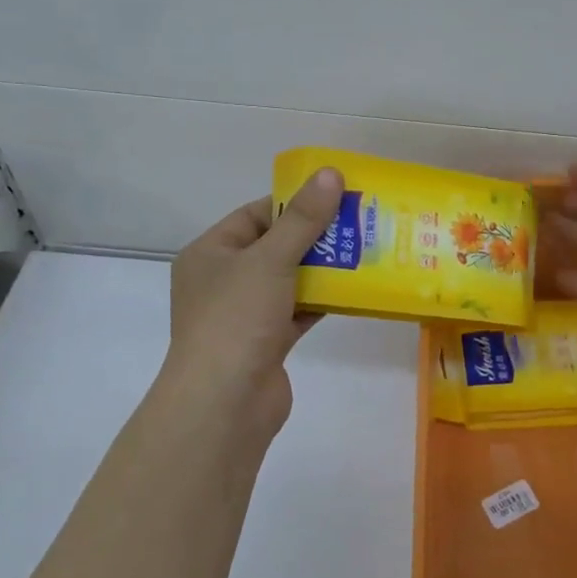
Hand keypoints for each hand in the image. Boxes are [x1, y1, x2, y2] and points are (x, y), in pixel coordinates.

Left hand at [163, 169, 344, 441]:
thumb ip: (303, 219)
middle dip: (316, 236)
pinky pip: (297, 311)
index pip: (254, 216)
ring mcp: (244, 314)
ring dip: (323, 269)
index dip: (293, 203)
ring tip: (365, 251)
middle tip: (359, 222)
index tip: (335, 196)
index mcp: (210, 254)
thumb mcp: (270, 260)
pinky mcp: (266, 342)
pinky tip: (354, 290)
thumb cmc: (236, 319)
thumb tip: (330, 173)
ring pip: (289, 280)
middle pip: (274, 247)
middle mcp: (222, 281)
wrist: (225, 404)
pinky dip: (321, 301)